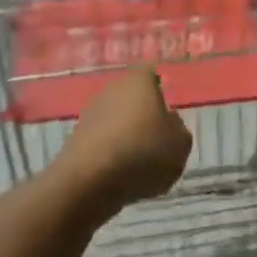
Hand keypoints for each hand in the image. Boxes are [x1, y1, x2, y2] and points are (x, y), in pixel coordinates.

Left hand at [53, 68, 192, 216]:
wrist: (90, 180)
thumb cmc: (144, 152)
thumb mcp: (180, 144)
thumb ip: (179, 128)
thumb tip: (168, 121)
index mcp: (139, 81)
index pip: (152, 75)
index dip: (161, 91)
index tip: (168, 111)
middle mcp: (112, 89)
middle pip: (133, 98)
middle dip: (143, 115)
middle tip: (157, 139)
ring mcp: (90, 113)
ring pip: (116, 119)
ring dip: (126, 135)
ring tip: (139, 162)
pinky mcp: (76, 137)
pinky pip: (102, 140)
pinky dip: (111, 152)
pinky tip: (119, 172)